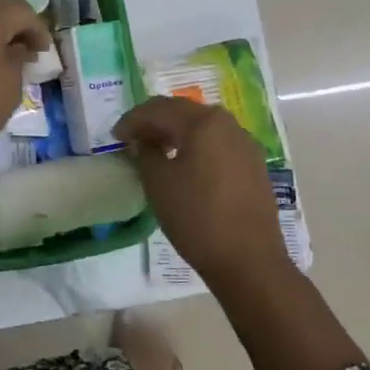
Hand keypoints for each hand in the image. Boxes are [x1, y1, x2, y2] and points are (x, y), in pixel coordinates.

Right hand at [114, 96, 286, 290]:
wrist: (249, 260)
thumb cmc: (197, 218)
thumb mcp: (158, 184)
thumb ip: (145, 153)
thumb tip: (143, 141)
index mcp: (203, 122)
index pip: (159, 108)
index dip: (133, 120)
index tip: (115, 138)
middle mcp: (228, 124)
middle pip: (183, 112)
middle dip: (155, 122)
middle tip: (132, 140)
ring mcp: (245, 143)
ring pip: (202, 126)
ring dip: (176, 133)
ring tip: (156, 151)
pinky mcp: (254, 164)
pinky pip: (218, 143)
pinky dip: (196, 146)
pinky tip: (185, 165)